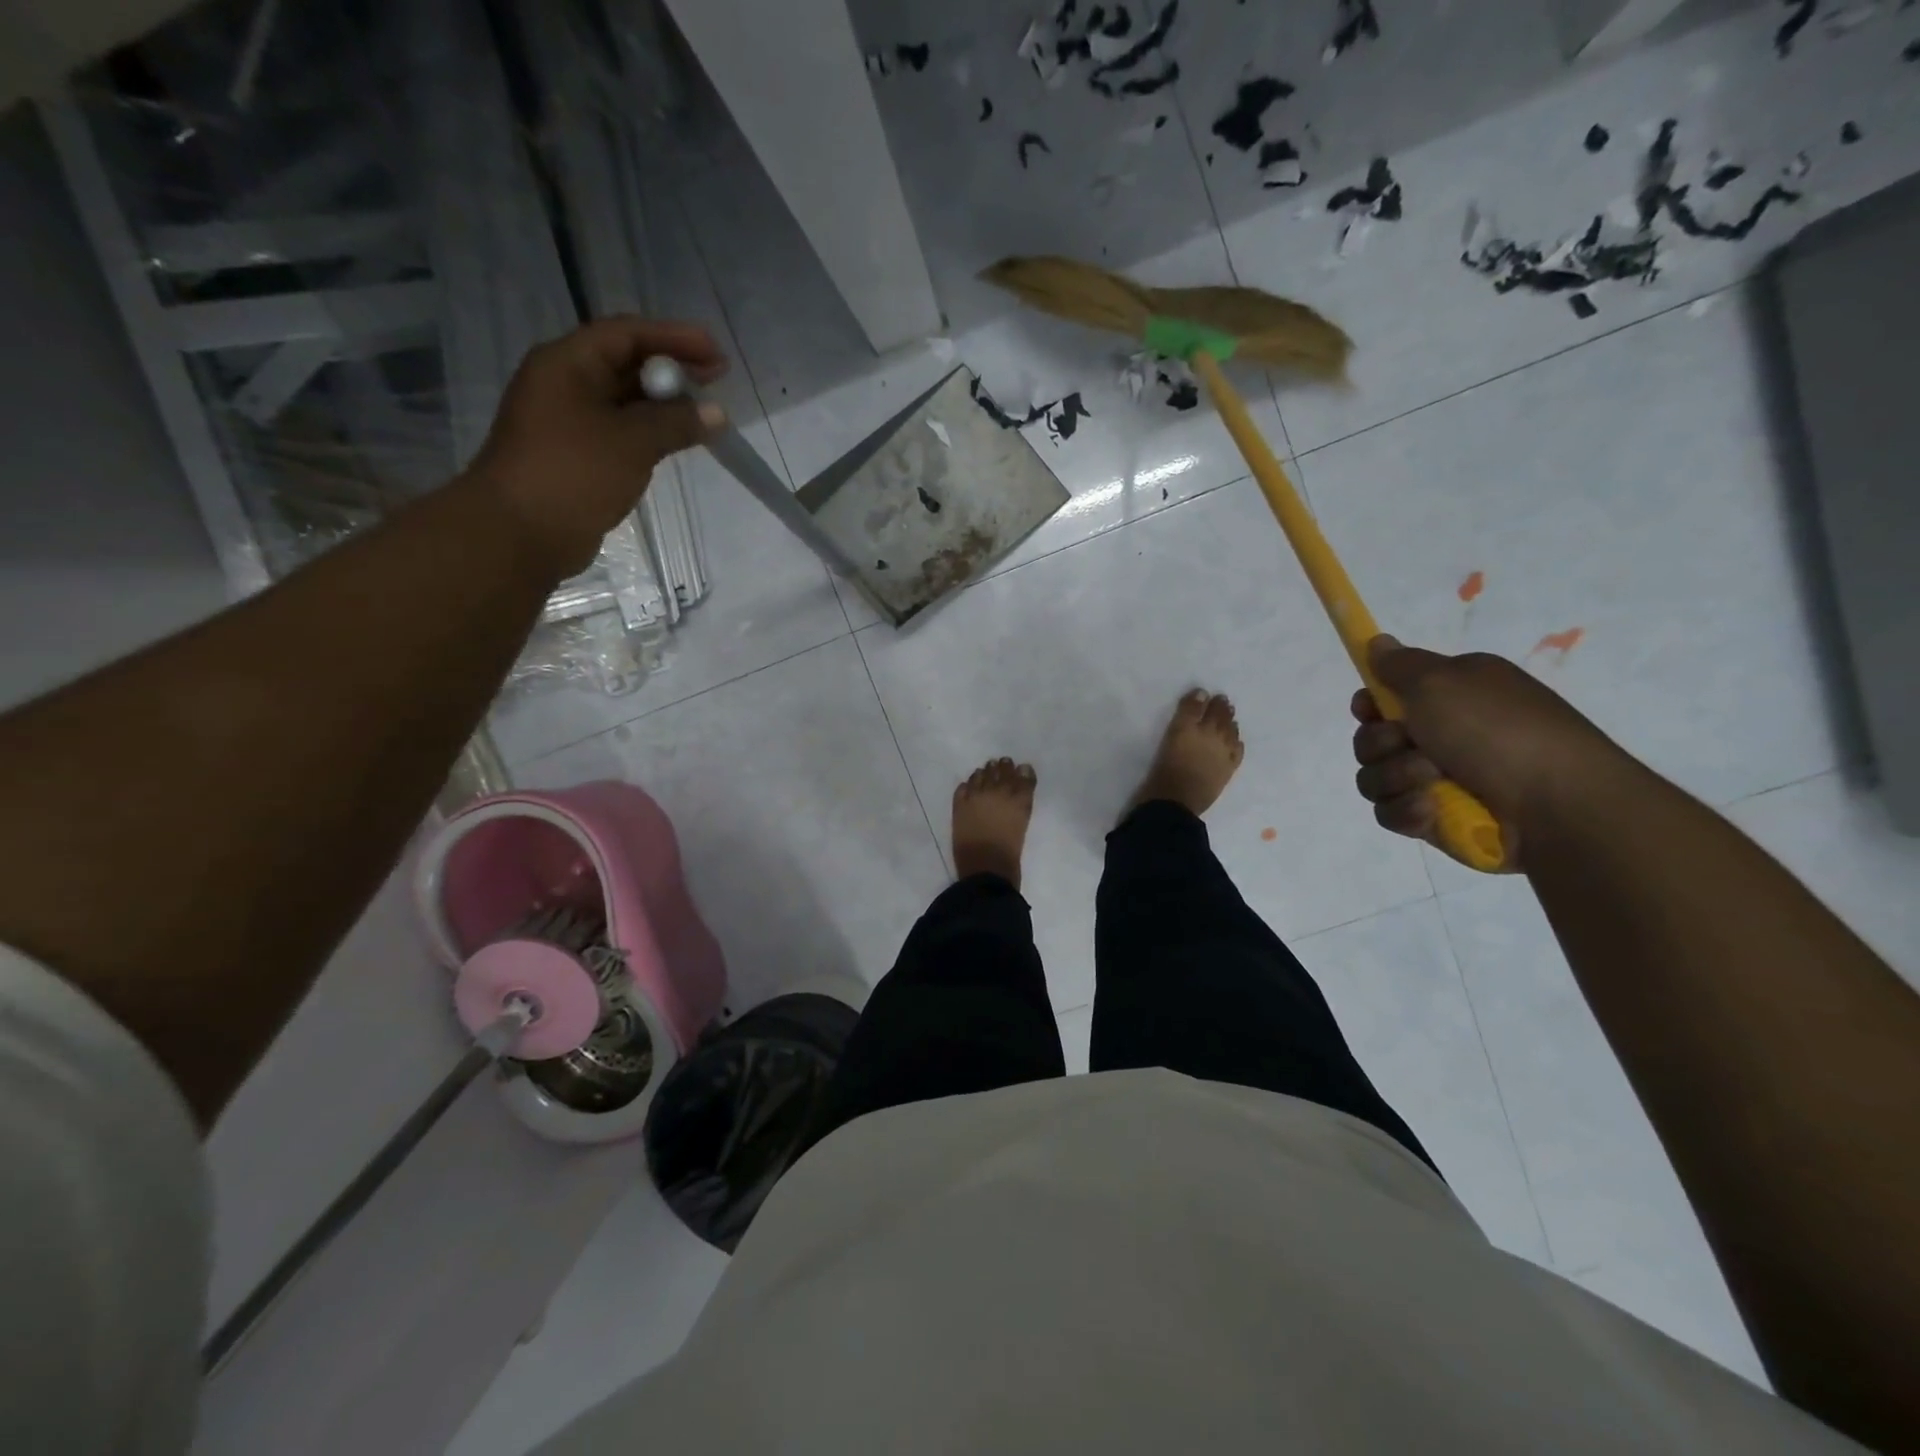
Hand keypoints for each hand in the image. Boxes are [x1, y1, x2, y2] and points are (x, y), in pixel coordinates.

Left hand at [470, 317, 728, 575]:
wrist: (519, 532)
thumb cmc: (573, 473)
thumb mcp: (632, 442)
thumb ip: (677, 423)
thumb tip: (717, 414)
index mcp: (568, 364)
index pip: (626, 334)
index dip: (674, 337)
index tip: (716, 352)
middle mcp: (566, 384)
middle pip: (626, 363)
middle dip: (673, 370)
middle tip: (717, 380)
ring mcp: (570, 421)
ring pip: (625, 400)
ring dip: (665, 404)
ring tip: (705, 413)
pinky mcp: (578, 456)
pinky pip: (622, 431)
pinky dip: (651, 431)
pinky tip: (678, 441)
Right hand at [1350, 636, 1625, 868]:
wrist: (1557, 806)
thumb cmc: (1498, 731)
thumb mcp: (1442, 681)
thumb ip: (1400, 664)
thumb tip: (1377, 642)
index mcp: (1452, 695)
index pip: (1388, 696)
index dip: (1371, 704)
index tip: (1369, 709)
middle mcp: (1443, 734)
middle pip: (1371, 738)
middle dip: (1380, 743)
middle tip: (1409, 744)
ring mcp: (1438, 780)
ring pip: (1375, 776)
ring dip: (1394, 777)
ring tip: (1430, 782)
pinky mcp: (1435, 819)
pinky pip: (1390, 812)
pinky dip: (1406, 810)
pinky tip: (1430, 811)